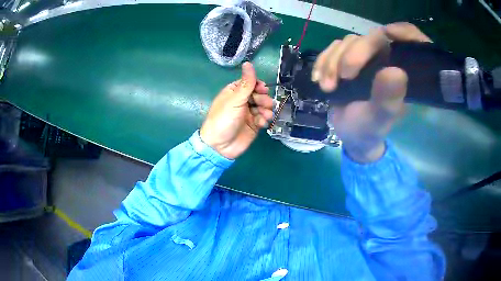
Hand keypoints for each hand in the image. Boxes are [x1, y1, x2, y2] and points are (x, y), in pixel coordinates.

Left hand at [200, 62, 273, 158]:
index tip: (263, 89)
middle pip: (259, 94)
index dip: (258, 86)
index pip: (250, 83)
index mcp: (234, 92)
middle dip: (263, 99)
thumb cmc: (223, 119)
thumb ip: (246, 83)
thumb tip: (248, 62)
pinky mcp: (254, 125)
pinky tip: (262, 123)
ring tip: (265, 115)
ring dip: (266, 109)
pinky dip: (264, 119)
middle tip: (264, 104)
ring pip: (263, 106)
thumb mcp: (235, 99)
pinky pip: (263, 118)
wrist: (220, 146)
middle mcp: (242, 101)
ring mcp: (248, 113)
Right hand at [312, 22, 431, 162]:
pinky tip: (318, 78)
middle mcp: (387, 60)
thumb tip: (396, 72)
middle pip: (372, 38)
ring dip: (333, 62)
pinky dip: (323, 61)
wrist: (350, 134)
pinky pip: (334, 48)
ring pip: (350, 42)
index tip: (388, 34)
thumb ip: (388, 100)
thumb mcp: (378, 120)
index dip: (403, 33)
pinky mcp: (348, 58)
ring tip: (327, 87)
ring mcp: (367, 57)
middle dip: (352, 55)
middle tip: (343, 77)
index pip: (410, 43)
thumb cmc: (369, 130)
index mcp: (403, 73)